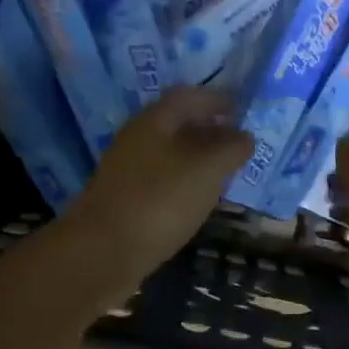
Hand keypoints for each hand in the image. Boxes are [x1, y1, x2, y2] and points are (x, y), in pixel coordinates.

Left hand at [62, 88, 253, 290]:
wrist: (103, 252)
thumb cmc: (161, 200)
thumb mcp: (208, 169)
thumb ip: (231, 148)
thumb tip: (245, 136)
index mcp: (155, 121)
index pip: (188, 96)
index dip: (216, 99)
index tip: (242, 109)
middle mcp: (137, 139)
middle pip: (177, 125)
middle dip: (209, 129)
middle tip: (238, 143)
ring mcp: (127, 171)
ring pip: (169, 154)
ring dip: (197, 158)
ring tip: (224, 173)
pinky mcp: (125, 200)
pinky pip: (161, 180)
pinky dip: (184, 182)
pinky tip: (197, 200)